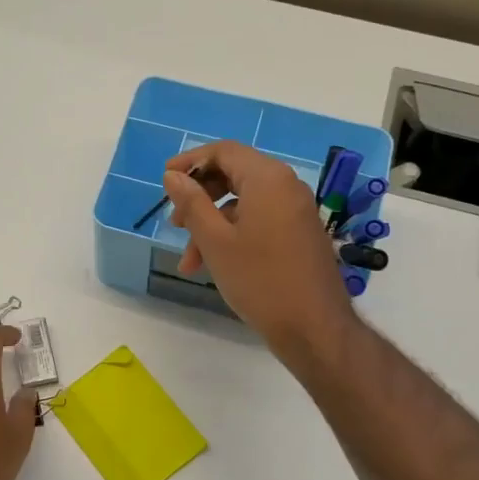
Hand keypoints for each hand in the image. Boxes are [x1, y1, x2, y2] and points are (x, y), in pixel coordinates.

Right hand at [164, 141, 357, 366]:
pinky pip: (259, 221)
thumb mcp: (215, 241)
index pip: (224, 151)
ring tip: (189, 260)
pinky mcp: (299, 234)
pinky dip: (233, 235)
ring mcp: (296, 211)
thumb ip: (192, 203)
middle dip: (199, 197)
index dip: (190, 161)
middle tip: (174, 223)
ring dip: (212, 224)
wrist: (313, 328)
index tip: (165, 181)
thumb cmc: (260, 280)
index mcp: (268, 179)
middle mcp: (286, 186)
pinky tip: (214, 265)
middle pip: (234, 175)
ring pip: (243, 204)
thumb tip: (174, 177)